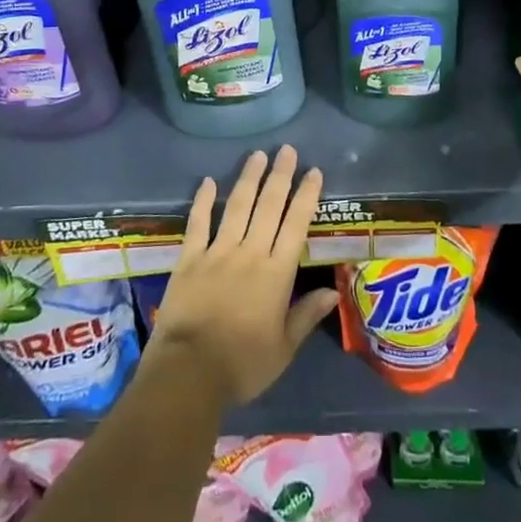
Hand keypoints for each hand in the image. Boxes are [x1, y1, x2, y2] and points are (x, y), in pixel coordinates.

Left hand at [146, 145, 339, 406]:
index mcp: (276, 273)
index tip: (313, 171)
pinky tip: (209, 181)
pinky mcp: (189, 258)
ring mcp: (217, 252)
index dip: (306, 196)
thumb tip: (332, 291)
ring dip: (248, 179)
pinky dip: (203, 201)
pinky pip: (198, 223)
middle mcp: (249, 253)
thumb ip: (306, 315)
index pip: (296, 225)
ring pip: (237, 207)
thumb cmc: (242, 364)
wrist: (188, 372)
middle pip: (268, 207)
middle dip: (280, 176)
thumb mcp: (283, 348)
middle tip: (286, 149)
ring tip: (257, 155)